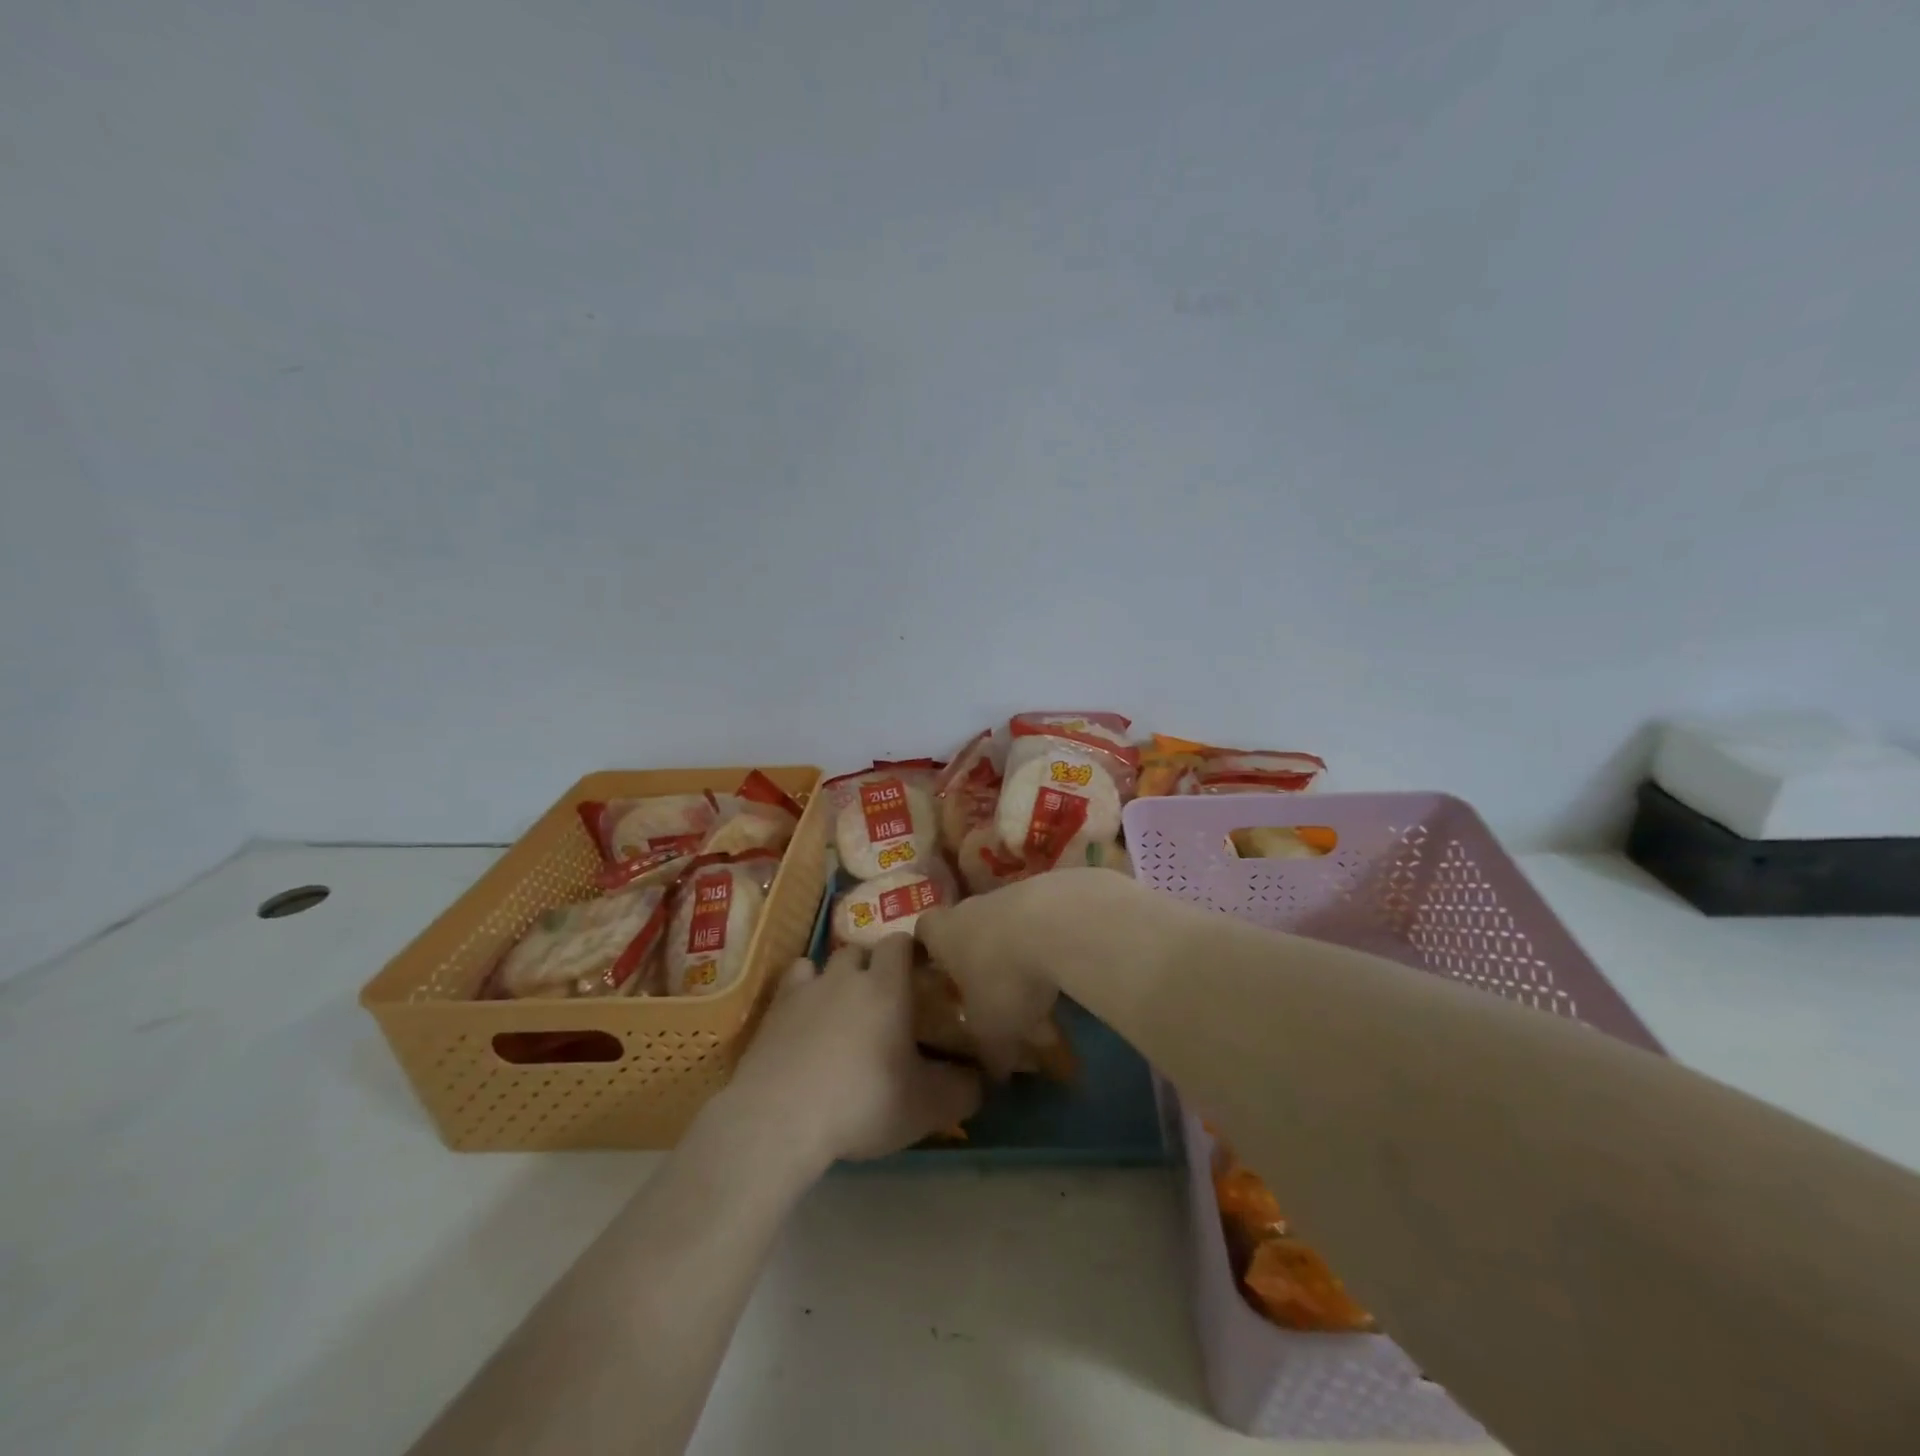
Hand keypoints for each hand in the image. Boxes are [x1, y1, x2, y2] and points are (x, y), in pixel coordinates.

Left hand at [721, 935, 981, 1172]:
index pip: (901, 942)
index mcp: (887, 985)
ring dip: (836, 979)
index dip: (911, 953)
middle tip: (883, 1001)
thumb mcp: (928, 1106)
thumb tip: (982, 1078)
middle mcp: (847, 975)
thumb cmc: (863, 1102)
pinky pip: (793, 984)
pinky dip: (801, 992)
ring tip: (841, 1010)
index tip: (920, 975)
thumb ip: (963, 1089)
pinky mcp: (774, 1009)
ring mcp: (806, 988)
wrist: (780, 1118)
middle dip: (872, 968)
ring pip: (825, 964)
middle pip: (862, 951)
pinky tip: (804, 1018)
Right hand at [915, 868, 1138, 1079]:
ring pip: (1007, 922)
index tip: (940, 973)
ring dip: (1019, 949)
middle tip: (992, 989)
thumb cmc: (1005, 979)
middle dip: (978, 955)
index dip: (929, 950)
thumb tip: (995, 1075)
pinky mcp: (1051, 887)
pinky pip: (1042, 918)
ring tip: (1040, 988)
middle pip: (967, 925)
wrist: (1059, 924)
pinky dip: (1050, 939)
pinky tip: (1066, 967)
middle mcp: (972, 906)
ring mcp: (1012, 892)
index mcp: (944, 933)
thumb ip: (989, 1053)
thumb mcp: (993, 1032)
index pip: (923, 931)